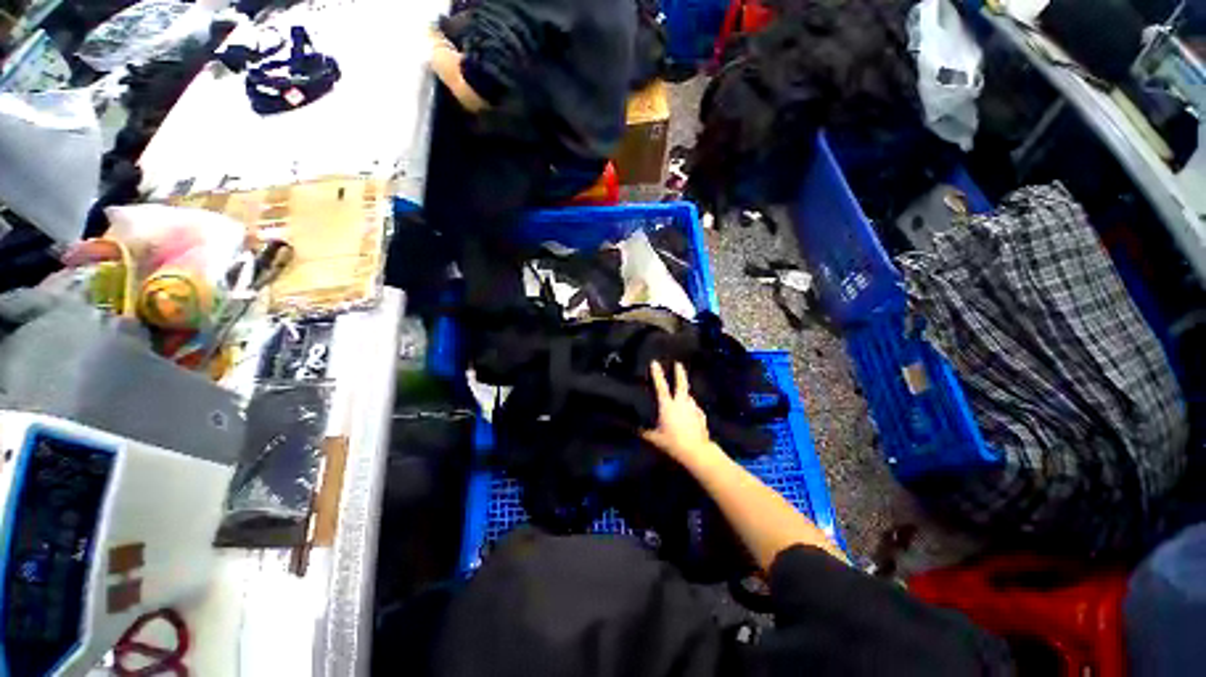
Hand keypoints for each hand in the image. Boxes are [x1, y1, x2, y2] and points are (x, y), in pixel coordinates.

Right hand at [642, 362, 714, 461]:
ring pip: (689, 396)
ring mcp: (693, 408)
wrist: (696, 451)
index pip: (661, 386)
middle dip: (679, 373)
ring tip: (682, 394)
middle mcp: (681, 403)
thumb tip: (636, 429)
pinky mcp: (701, 416)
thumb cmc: (673, 443)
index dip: (657, 374)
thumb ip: (645, 433)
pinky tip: (690, 413)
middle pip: (681, 384)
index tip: (655, 362)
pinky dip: (691, 408)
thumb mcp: (654, 439)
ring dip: (685, 394)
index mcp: (668, 406)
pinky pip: (695, 408)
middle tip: (678, 364)